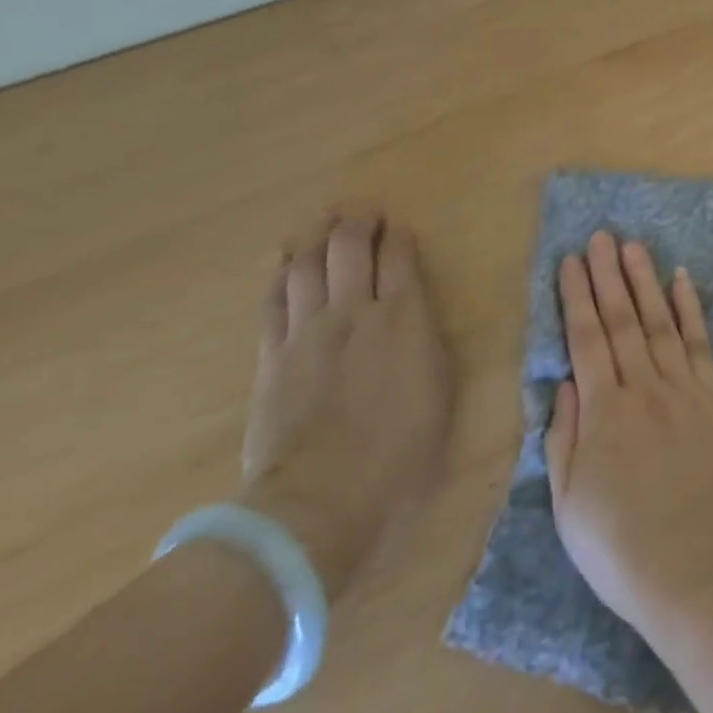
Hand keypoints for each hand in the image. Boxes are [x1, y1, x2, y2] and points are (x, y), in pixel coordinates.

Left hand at [239, 213, 451, 599]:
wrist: (319, 500)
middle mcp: (354, 311)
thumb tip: (418, 320)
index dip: (399, 236)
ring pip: (308, 265)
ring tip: (324, 222)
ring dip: (317, 237)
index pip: (399, 258)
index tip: (399, 228)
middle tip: (363, 212)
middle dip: (358, 223)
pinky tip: (286, 261)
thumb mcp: (439, 394)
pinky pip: (276, 300)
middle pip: (350, 248)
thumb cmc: (398, 453)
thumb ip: (428, 345)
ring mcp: (307, 331)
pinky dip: (282, 273)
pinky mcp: (273, 356)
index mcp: (403, 318)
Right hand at [545, 231, 712, 634]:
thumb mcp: (570, 507)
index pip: (585, 339)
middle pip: (622, 319)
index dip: (576, 297)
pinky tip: (682, 281)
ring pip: (660, 321)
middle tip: (600, 236)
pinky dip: (690, 309)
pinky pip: (701, 343)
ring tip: (633, 246)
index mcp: (602, 412)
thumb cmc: (625, 551)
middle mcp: (642, 388)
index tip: (570, 261)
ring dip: (645, 280)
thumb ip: (563, 440)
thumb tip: (563, 386)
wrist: (704, 572)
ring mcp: (684, 389)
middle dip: (608, 275)